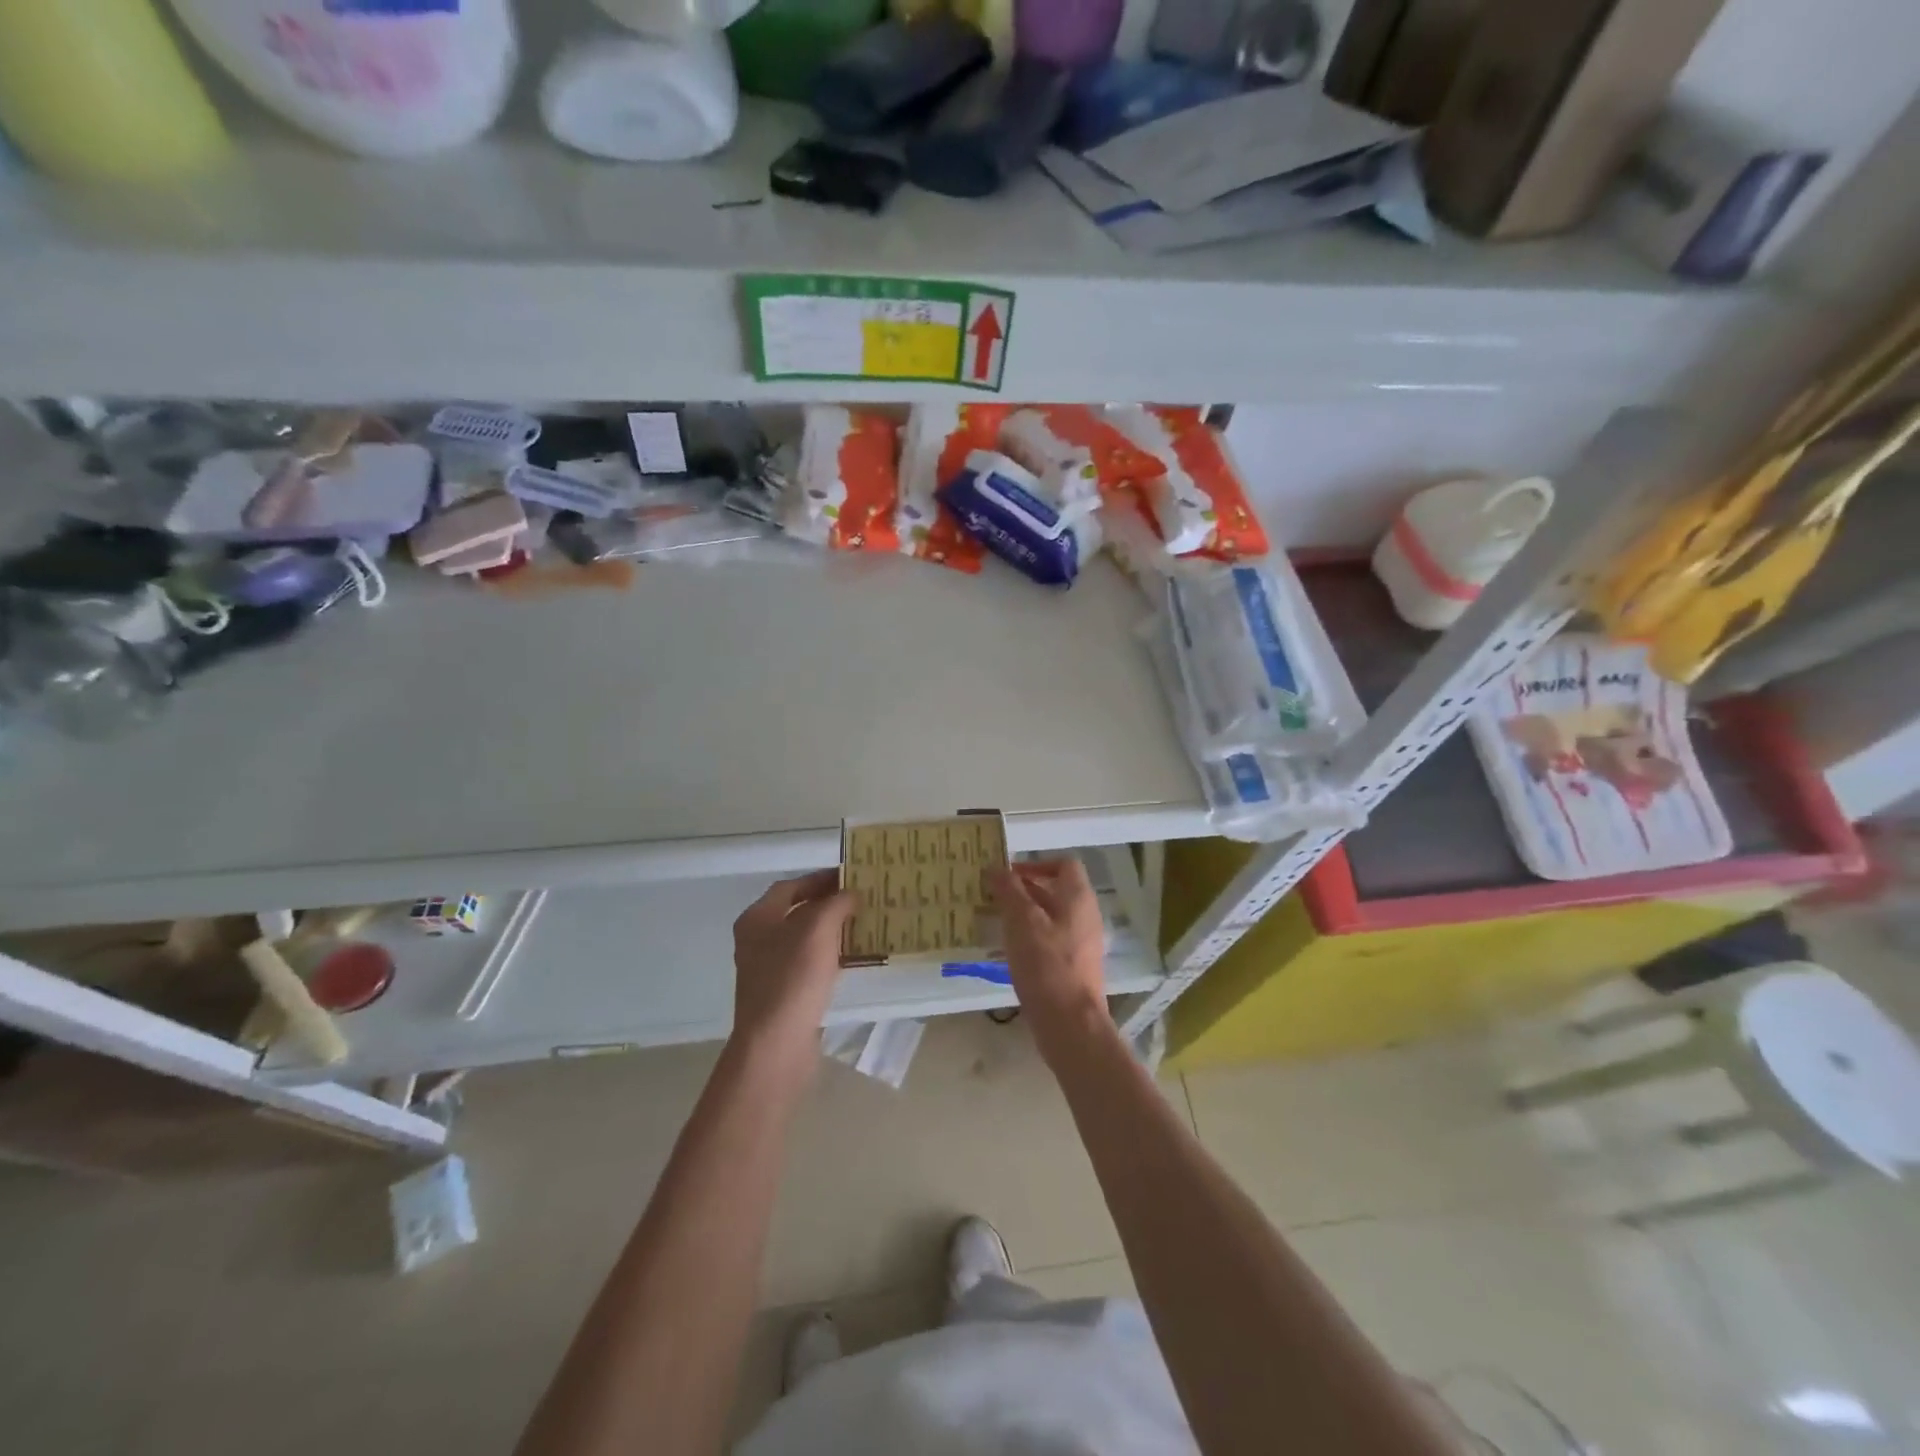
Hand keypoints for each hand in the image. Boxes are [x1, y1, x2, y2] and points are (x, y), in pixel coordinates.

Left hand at [729, 870, 856, 1078]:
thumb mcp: (818, 929)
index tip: (851, 876)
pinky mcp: (784, 994)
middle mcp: (758, 940)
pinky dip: (831, 955)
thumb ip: (835, 904)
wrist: (776, 1044)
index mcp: (757, 919)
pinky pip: (810, 964)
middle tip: (862, 898)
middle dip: (829, 903)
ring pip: (805, 939)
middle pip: (797, 911)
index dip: (820, 878)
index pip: (790, 886)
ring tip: (865, 923)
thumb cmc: (793, 978)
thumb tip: (850, 894)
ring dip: (833, 930)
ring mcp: (769, 969)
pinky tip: (854, 957)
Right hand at [987, 859, 1108, 1058]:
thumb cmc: (1046, 965)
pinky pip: (1049, 941)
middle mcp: (1084, 916)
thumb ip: (1009, 891)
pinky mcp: (1072, 967)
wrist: (1070, 1024)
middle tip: (991, 895)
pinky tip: (1005, 950)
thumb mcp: (1022, 921)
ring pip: (1049, 917)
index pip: (1063, 864)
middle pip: (1054, 890)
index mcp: (1078, 898)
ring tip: (993, 921)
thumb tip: (996, 868)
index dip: (1035, 864)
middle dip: (1022, 890)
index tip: (1008, 874)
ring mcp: (1081, 943)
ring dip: (1022, 915)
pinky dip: (1028, 938)